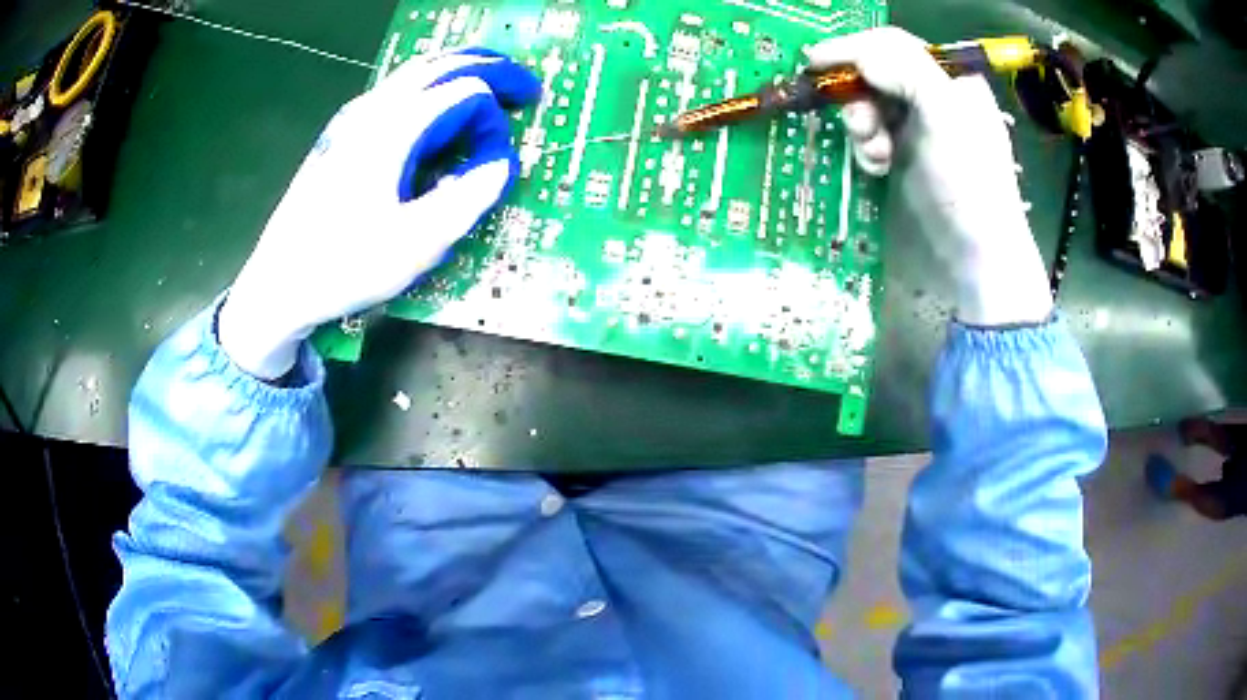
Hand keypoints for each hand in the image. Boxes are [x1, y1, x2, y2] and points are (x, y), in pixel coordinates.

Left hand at [219, 48, 540, 378]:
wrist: (278, 284)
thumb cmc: (344, 266)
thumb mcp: (417, 243)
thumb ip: (469, 197)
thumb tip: (501, 162)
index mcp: (393, 128)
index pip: (465, 93)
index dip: (494, 119)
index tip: (503, 156)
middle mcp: (373, 109)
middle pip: (442, 64)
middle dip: (490, 68)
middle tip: (523, 88)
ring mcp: (352, 118)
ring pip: (416, 73)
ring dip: (459, 72)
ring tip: (490, 87)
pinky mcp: (341, 134)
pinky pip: (396, 92)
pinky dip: (431, 89)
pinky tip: (437, 111)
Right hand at [807, 28, 1052, 326]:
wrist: (975, 259)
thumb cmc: (970, 185)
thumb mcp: (946, 118)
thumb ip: (907, 73)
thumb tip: (858, 55)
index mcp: (952, 80)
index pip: (895, 46)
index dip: (855, 48)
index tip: (817, 61)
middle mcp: (934, 97)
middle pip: (877, 73)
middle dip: (860, 94)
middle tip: (858, 122)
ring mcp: (918, 129)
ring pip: (869, 104)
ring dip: (861, 124)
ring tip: (874, 152)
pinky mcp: (904, 158)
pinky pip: (871, 137)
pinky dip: (866, 148)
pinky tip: (877, 167)